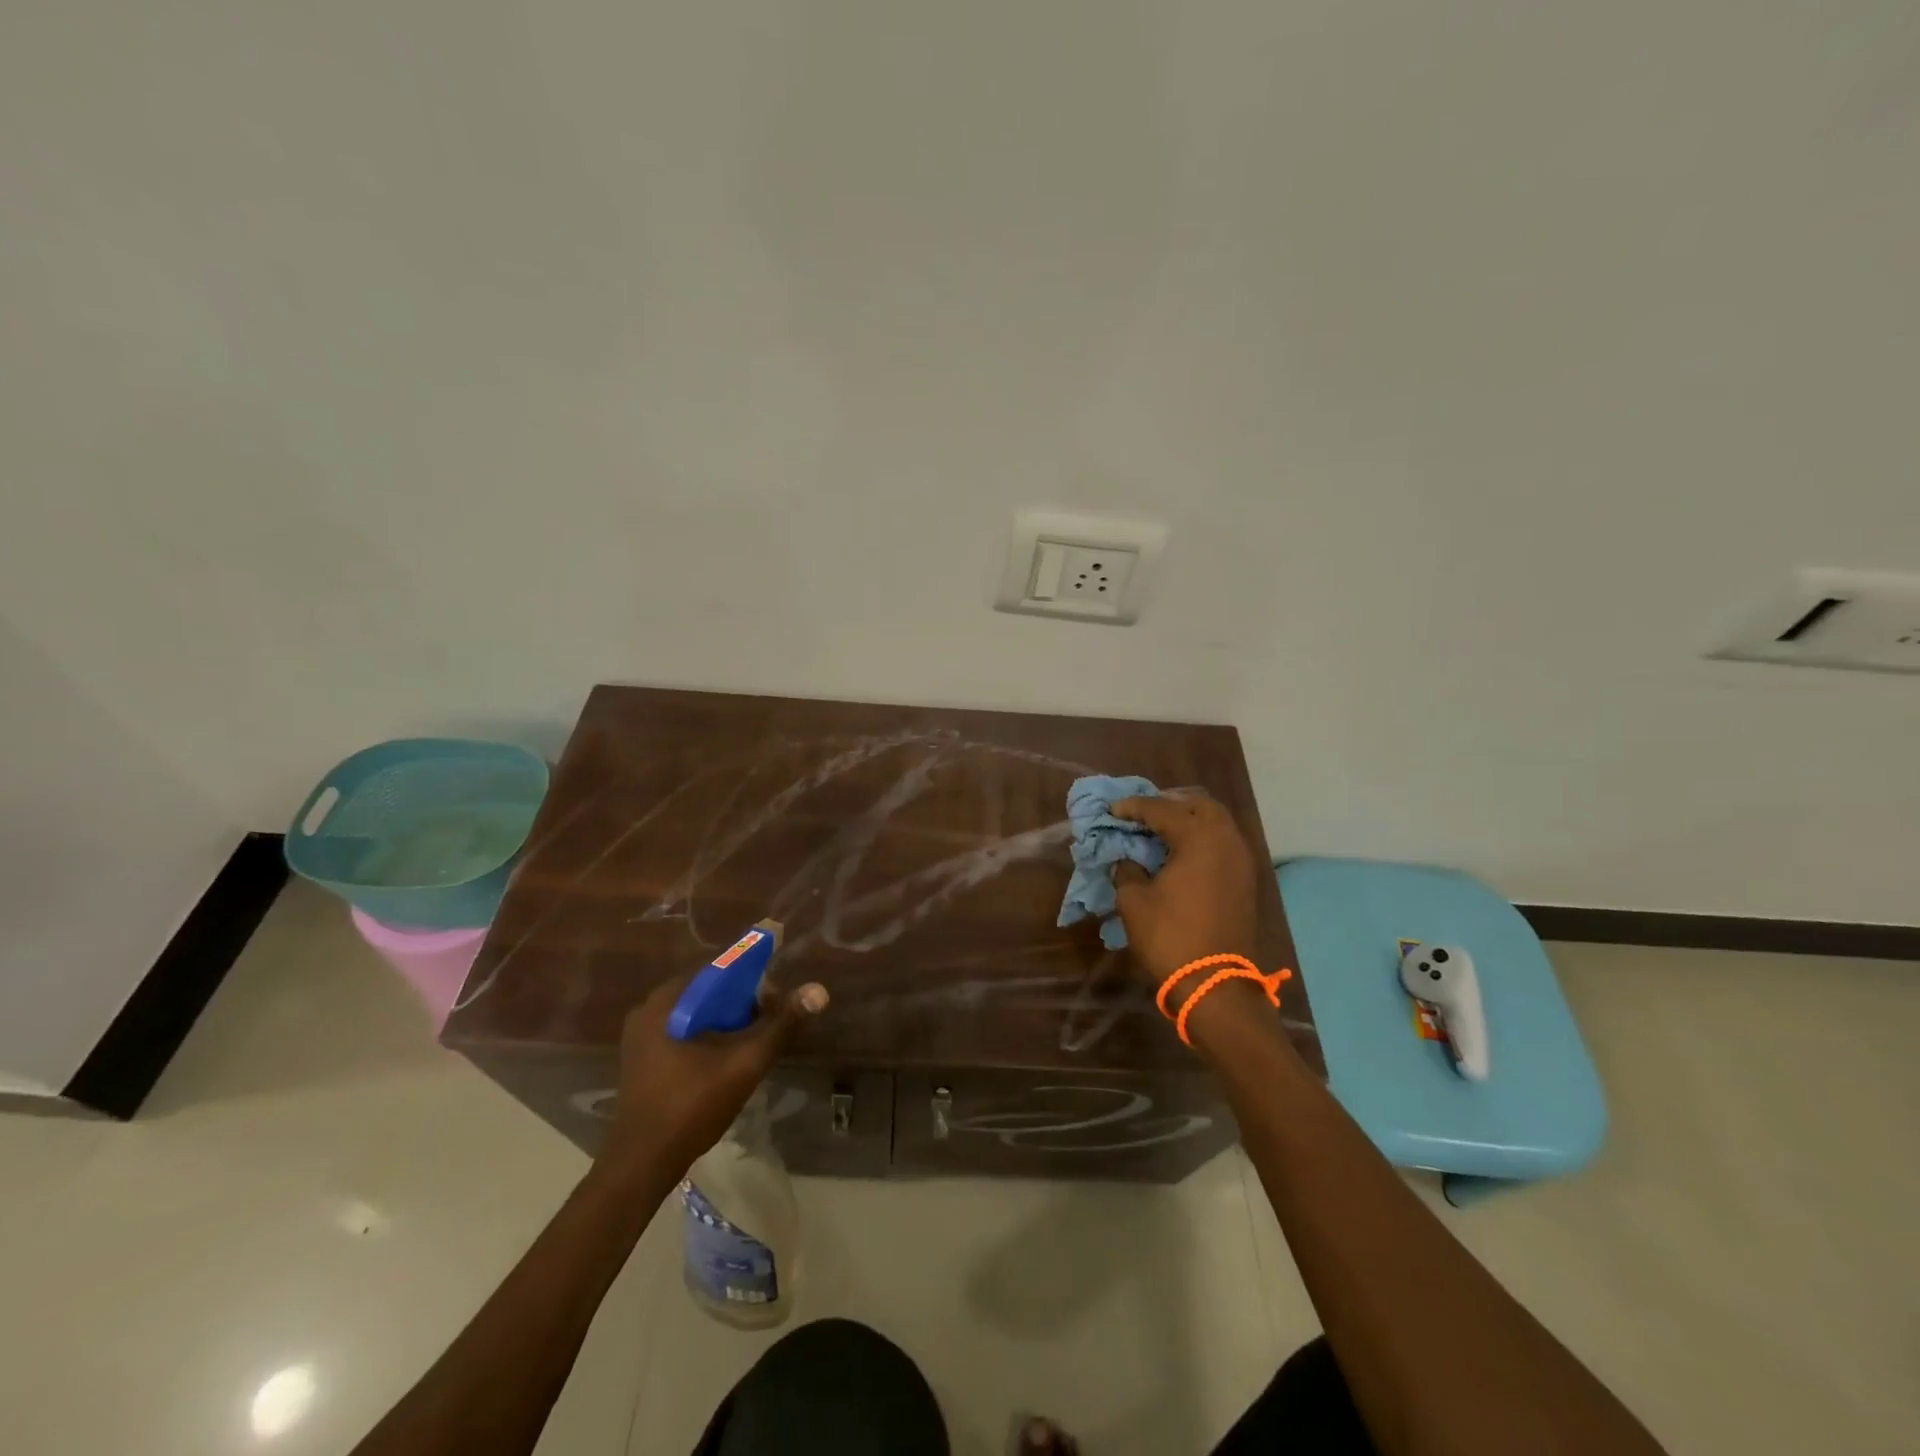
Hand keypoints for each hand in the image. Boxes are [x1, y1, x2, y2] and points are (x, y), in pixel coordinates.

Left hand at [602, 973, 828, 1176]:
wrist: (642, 1164)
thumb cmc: (692, 1106)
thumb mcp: (745, 1062)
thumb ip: (782, 1024)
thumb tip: (819, 991)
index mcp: (668, 1000)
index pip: (720, 969)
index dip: (755, 979)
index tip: (778, 999)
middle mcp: (649, 1008)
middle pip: (709, 992)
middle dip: (743, 1003)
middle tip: (770, 1024)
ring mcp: (642, 1035)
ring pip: (698, 1013)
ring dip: (727, 1022)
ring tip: (753, 1042)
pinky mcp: (642, 1058)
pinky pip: (684, 1031)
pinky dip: (709, 1036)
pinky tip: (727, 1059)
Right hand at [1110, 793, 1259, 986]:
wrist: (1215, 984)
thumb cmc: (1170, 936)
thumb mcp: (1134, 900)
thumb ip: (1127, 869)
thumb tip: (1128, 859)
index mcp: (1200, 838)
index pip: (1162, 809)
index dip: (1133, 807)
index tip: (1112, 810)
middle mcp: (1227, 840)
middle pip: (1199, 805)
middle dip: (1170, 803)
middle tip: (1143, 813)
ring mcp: (1241, 860)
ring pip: (1217, 822)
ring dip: (1189, 820)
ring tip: (1160, 830)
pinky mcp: (1245, 880)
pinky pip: (1223, 843)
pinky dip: (1202, 839)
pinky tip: (1180, 852)